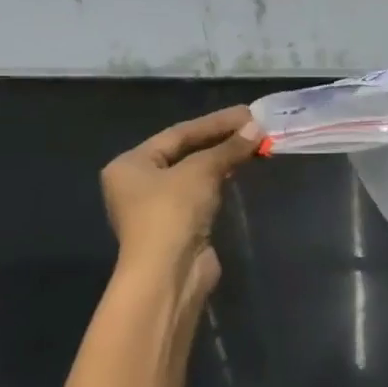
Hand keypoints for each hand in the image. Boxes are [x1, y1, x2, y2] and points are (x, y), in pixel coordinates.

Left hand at [100, 106, 261, 308]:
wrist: (168, 273)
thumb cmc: (172, 212)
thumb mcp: (201, 171)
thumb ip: (228, 148)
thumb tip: (256, 127)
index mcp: (131, 164)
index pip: (178, 133)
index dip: (215, 122)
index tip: (247, 113)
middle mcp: (138, 183)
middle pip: (185, 152)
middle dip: (220, 139)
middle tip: (254, 127)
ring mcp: (158, 206)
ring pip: (195, 173)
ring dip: (223, 159)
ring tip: (253, 144)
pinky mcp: (178, 225)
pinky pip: (201, 193)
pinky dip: (221, 180)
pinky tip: (240, 170)